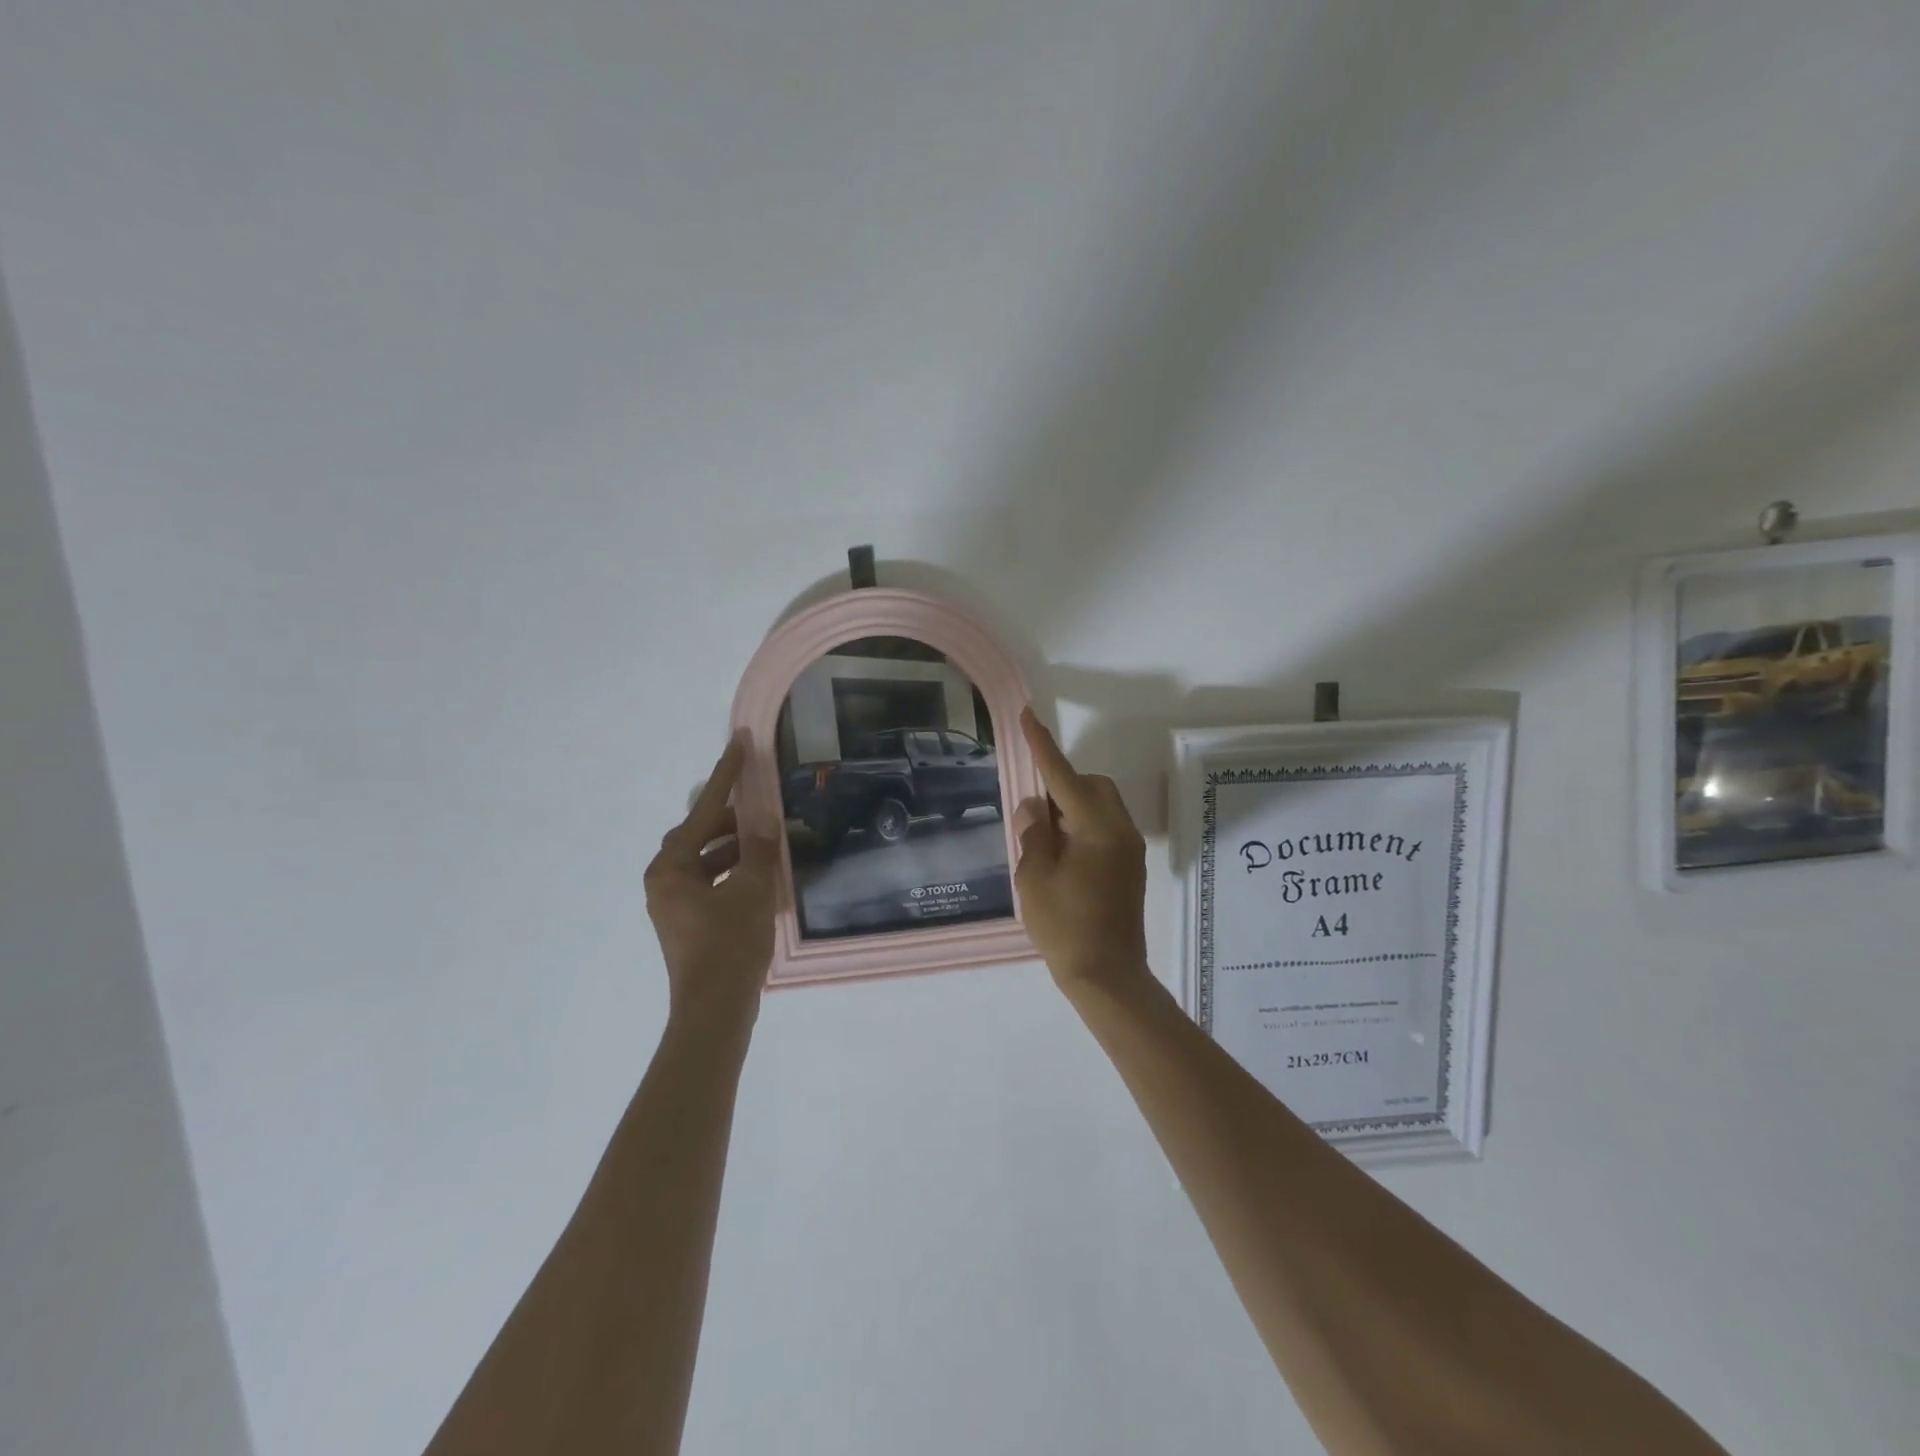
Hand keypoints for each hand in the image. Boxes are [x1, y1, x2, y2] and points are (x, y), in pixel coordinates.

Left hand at [644, 738, 777, 1031]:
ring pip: (707, 860)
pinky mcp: (689, 923)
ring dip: (736, 849)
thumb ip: (757, 850)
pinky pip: (712, 882)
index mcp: (671, 868)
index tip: (740, 744)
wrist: (715, 1010)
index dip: (726, 776)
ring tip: (769, 841)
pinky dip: (735, 873)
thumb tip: (762, 822)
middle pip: (700, 835)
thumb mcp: (752, 890)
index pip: (704, 812)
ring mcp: (675, 904)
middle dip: (732, 819)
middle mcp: (665, 881)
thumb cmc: (729, 945)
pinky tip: (762, 875)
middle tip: (762, 806)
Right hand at [1013, 709, 1150, 996]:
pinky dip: (1082, 827)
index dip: (1042, 746)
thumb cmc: (1065, 927)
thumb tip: (1035, 805)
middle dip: (1061, 786)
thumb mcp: (1035, 878)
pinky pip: (1104, 828)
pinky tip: (1062, 856)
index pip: (1064, 776)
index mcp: (1097, 828)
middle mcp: (1120, 830)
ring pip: (1099, 806)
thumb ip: (1034, 833)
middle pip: (1090, 786)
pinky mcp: (1130, 866)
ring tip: (1045, 840)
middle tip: (1034, 815)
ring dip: (1072, 808)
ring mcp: (1129, 849)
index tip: (1028, 716)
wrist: (1107, 976)